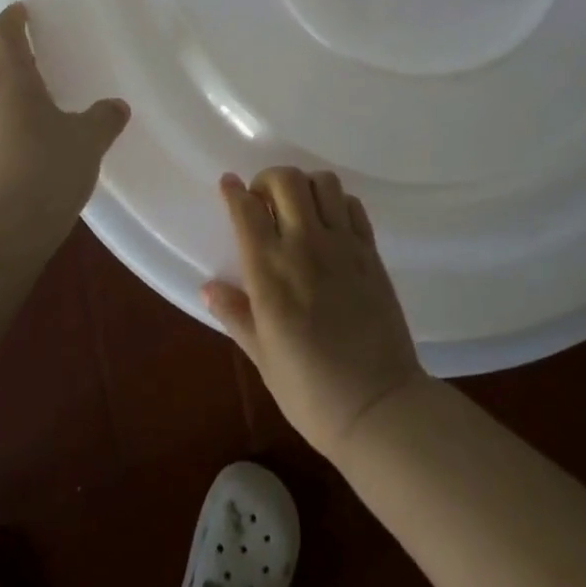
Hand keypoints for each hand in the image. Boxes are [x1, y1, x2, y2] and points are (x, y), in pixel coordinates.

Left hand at [0, 3, 128, 244]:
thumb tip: (115, 107)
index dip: (12, 18)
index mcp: (7, 77)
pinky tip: (7, 139)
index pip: (3, 32)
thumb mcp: (86, 144)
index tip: (21, 12)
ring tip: (10, 99)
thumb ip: (102, 120)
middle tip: (7, 57)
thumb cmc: (44, 173)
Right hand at [203, 167, 429, 459]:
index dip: (233, 191)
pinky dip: (337, 203)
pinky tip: (330, 224)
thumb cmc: (309, 391)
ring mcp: (342, 245)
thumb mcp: (262, 357)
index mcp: (269, 272)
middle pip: (286, 180)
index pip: (246, 210)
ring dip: (305, 186)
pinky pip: (353, 205)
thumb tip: (208, 287)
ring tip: (298, 208)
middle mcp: (305, 246)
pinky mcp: (371, 252)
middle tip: (264, 202)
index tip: (228, 185)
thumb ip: (236, 314)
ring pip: (323, 183)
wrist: (377, 406)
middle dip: (268, 180)